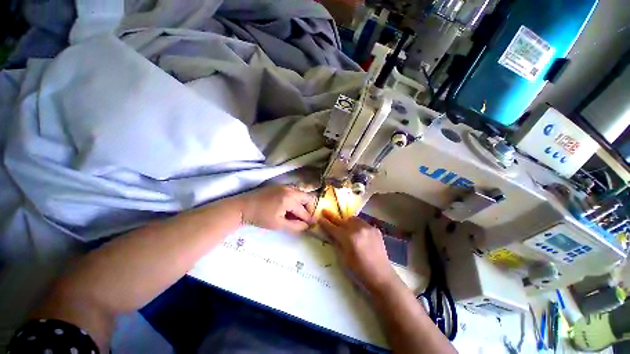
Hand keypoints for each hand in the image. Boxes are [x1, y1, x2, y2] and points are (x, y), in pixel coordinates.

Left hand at [239, 185, 315, 232]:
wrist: (243, 207)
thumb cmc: (260, 217)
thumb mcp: (278, 225)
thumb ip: (295, 226)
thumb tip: (306, 226)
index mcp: (289, 199)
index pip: (303, 211)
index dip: (309, 219)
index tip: (314, 225)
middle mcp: (290, 190)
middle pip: (307, 197)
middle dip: (309, 208)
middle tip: (305, 218)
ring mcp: (285, 186)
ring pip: (301, 194)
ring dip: (302, 203)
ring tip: (297, 214)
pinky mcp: (280, 186)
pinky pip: (293, 191)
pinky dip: (296, 199)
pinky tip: (289, 207)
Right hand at [319, 209, 398, 291]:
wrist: (381, 276)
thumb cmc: (359, 271)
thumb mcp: (343, 259)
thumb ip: (337, 243)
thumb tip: (331, 234)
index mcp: (349, 238)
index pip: (333, 228)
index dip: (325, 223)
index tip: (320, 218)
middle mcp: (358, 229)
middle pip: (342, 220)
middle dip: (333, 217)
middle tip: (325, 211)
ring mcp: (368, 228)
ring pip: (353, 219)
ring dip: (346, 221)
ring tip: (343, 225)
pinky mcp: (375, 229)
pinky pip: (362, 223)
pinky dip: (357, 225)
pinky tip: (357, 232)